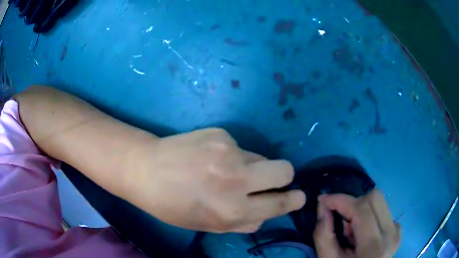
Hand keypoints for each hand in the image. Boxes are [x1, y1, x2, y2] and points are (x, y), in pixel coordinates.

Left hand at [127, 128, 305, 232]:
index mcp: (232, 210)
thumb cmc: (172, 206)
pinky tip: (207, 157)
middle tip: (270, 180)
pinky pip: (239, 147)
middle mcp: (236, 180)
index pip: (280, 204)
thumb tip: (266, 214)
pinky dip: (231, 155)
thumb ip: (241, 223)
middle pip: (285, 170)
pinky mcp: (220, 133)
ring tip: (223, 170)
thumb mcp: (206, 225)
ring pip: (261, 157)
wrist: (144, 169)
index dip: (293, 200)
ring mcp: (229, 152)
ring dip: (252, 166)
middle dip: (284, 177)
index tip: (298, 196)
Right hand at [313, 190, 400, 257]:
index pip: (361, 209)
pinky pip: (384, 211)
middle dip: (353, 204)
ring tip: (352, 231)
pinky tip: (363, 234)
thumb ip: (323, 236)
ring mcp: (396, 231)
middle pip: (375, 198)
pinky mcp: (397, 230)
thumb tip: (323, 208)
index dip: (340, 200)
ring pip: (380, 202)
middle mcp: (390, 234)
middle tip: (341, 221)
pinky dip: (369, 216)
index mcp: (374, 247)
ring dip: (361, 210)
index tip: (323, 200)